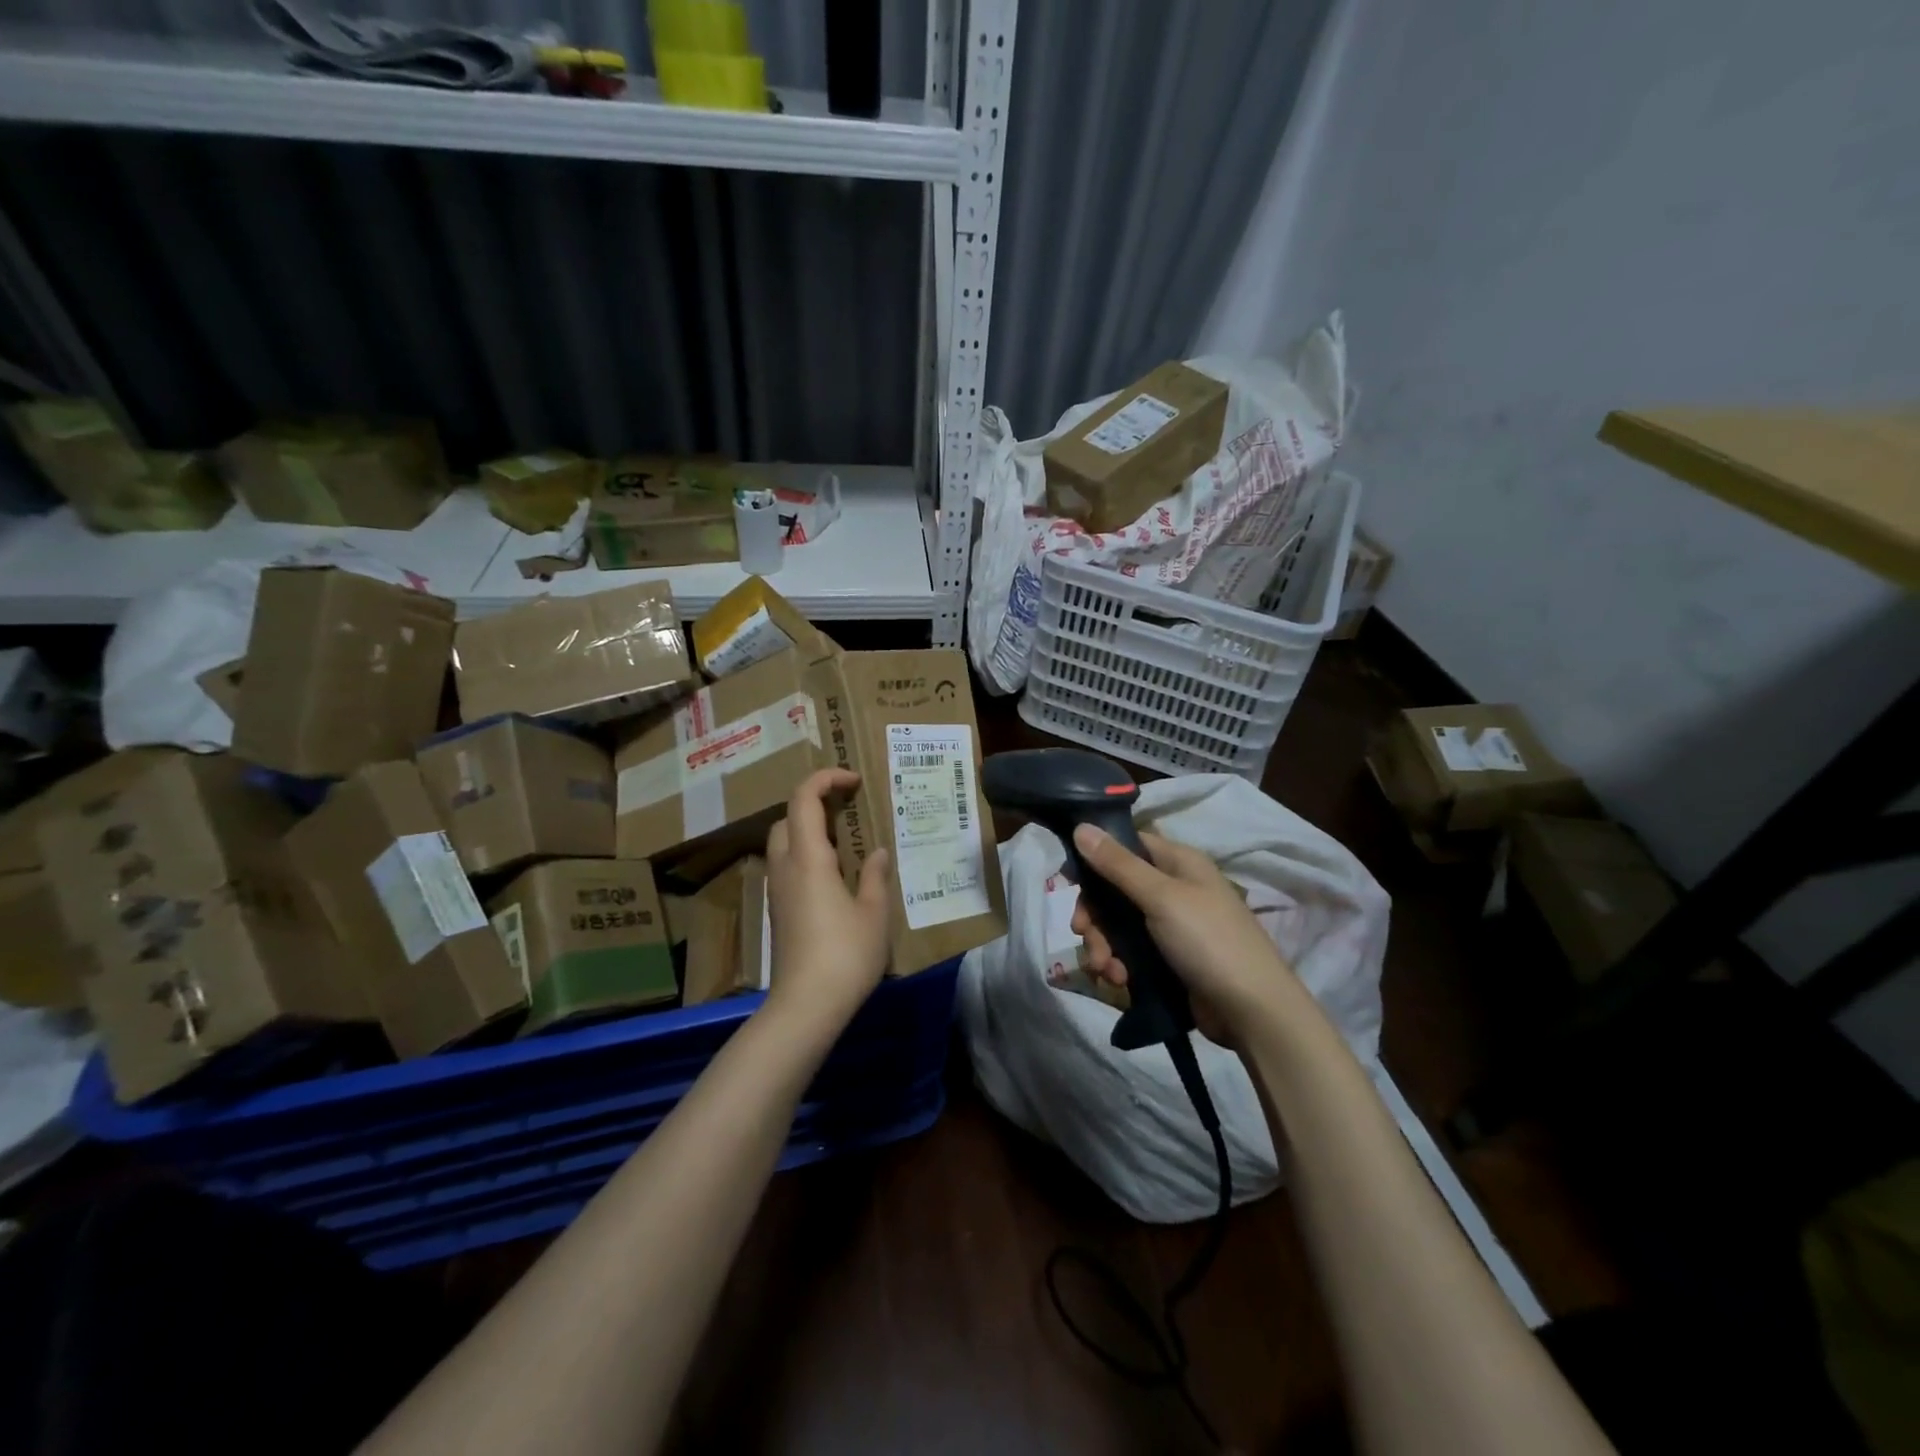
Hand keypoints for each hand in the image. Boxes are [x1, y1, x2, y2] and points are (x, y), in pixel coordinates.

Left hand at [763, 768, 892, 1038]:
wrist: (806, 1005)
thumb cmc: (846, 953)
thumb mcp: (874, 912)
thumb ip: (875, 875)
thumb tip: (878, 852)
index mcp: (808, 858)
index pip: (804, 798)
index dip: (825, 779)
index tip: (854, 781)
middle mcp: (785, 867)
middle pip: (787, 818)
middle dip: (814, 804)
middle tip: (848, 810)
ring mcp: (777, 890)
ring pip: (783, 843)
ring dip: (808, 830)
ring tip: (845, 842)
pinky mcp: (778, 911)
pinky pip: (787, 867)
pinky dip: (806, 855)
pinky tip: (834, 876)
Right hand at [1069, 824, 1295, 1046]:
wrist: (1252, 1011)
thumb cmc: (1209, 940)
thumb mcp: (1161, 897)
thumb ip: (1118, 864)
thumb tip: (1081, 826)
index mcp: (1177, 862)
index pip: (1126, 845)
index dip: (1095, 858)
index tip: (1068, 880)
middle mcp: (1172, 889)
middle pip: (1115, 889)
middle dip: (1095, 915)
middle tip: (1083, 933)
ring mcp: (1169, 926)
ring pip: (1118, 925)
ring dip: (1103, 945)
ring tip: (1106, 970)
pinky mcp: (1166, 960)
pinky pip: (1129, 953)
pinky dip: (1118, 965)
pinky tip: (1119, 981)